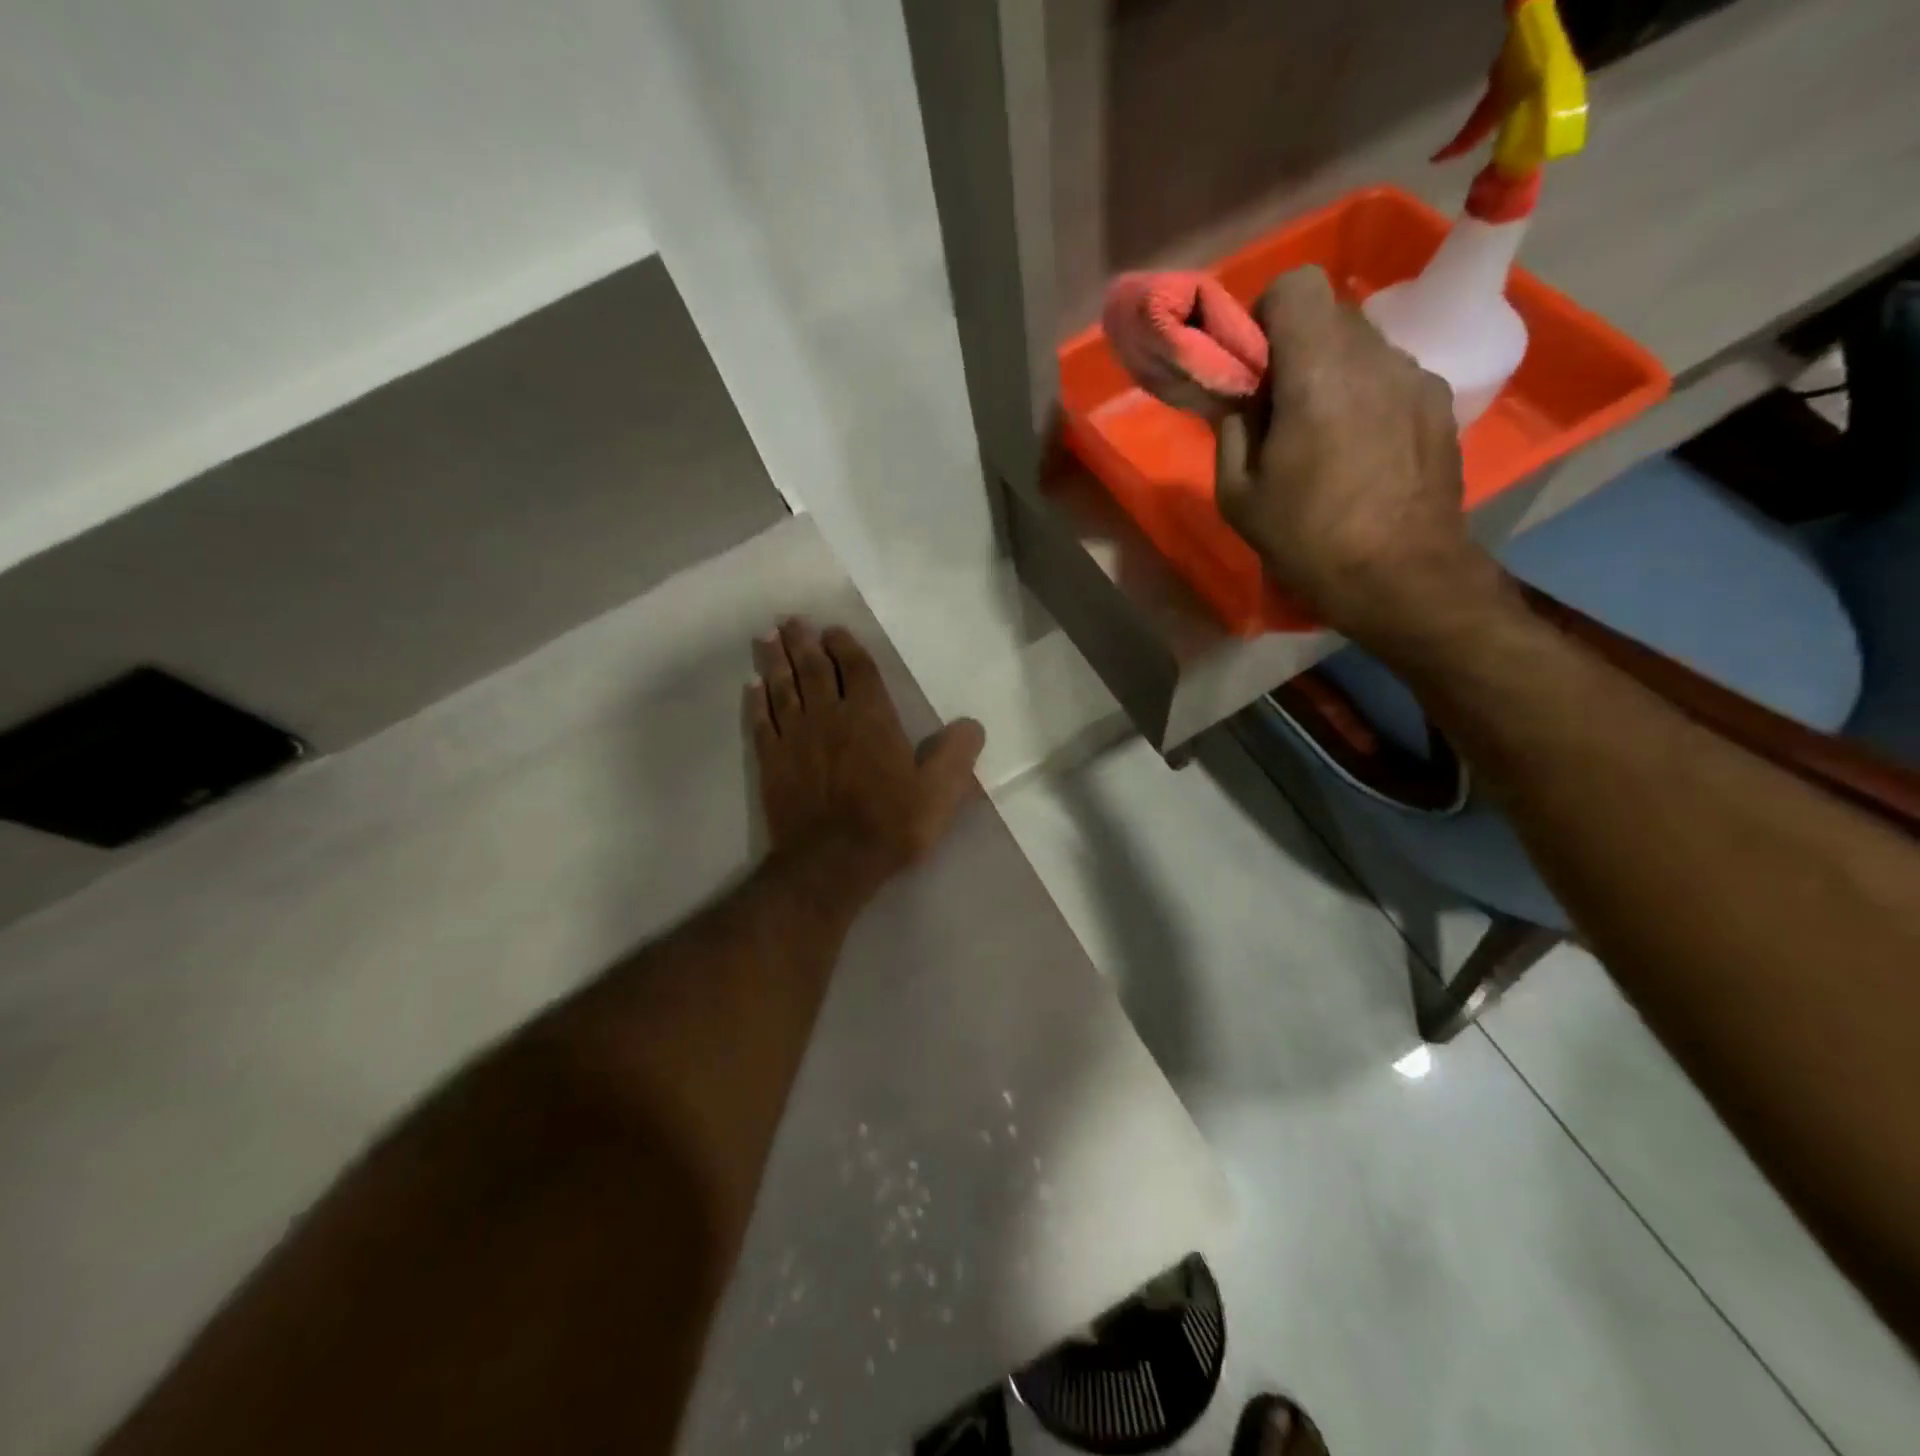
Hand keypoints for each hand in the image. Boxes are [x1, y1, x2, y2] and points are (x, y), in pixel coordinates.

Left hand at [746, 619, 985, 889]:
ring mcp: (795, 738)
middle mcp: (829, 717)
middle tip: (791, 620)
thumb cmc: (891, 824)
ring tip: (766, 638)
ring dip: (774, 661)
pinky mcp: (772, 762)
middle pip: (813, 669)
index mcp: (871, 717)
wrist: (832, 863)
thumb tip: (971, 724)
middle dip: (803, 642)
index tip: (833, 630)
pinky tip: (752, 687)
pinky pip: (762, 722)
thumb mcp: (940, 792)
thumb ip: (957, 753)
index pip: (856, 669)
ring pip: (782, 688)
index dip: (844, 646)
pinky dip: (756, 702)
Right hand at [1214, 268, 1507, 655]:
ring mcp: (1415, 377)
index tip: (1253, 363)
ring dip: (1331, 372)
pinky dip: (1365, 395)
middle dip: (1295, 347)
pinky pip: (1389, 377)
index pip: (1296, 285)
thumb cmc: (1308, 540)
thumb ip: (1232, 430)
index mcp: (1318, 372)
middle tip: (1278, 406)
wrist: (1403, 578)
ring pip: (1361, 344)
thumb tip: (1239, 398)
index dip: (1266, 314)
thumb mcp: (1237, 496)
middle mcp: (1374, 357)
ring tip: (1320, 436)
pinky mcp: (1438, 402)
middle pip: (1328, 313)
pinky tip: (1359, 451)